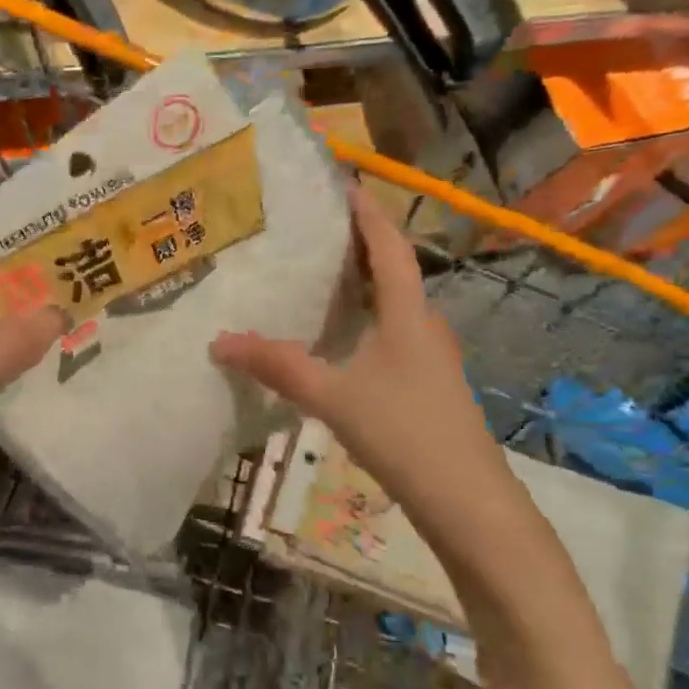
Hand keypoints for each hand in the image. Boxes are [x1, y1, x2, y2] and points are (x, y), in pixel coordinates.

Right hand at [210, 183, 529, 560]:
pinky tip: (334, 340)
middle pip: (392, 272)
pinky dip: (362, 322)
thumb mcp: (332, 396)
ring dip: (361, 286)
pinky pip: (389, 336)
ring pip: (391, 307)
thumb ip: (277, 366)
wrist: (468, 503)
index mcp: (408, 314)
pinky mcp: (425, 387)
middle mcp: (423, 327)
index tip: (344, 185)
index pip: (390, 247)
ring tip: (316, 277)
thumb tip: (220, 341)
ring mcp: (429, 359)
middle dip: (358, 246)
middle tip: (313, 230)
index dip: (368, 214)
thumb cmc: (405, 434)